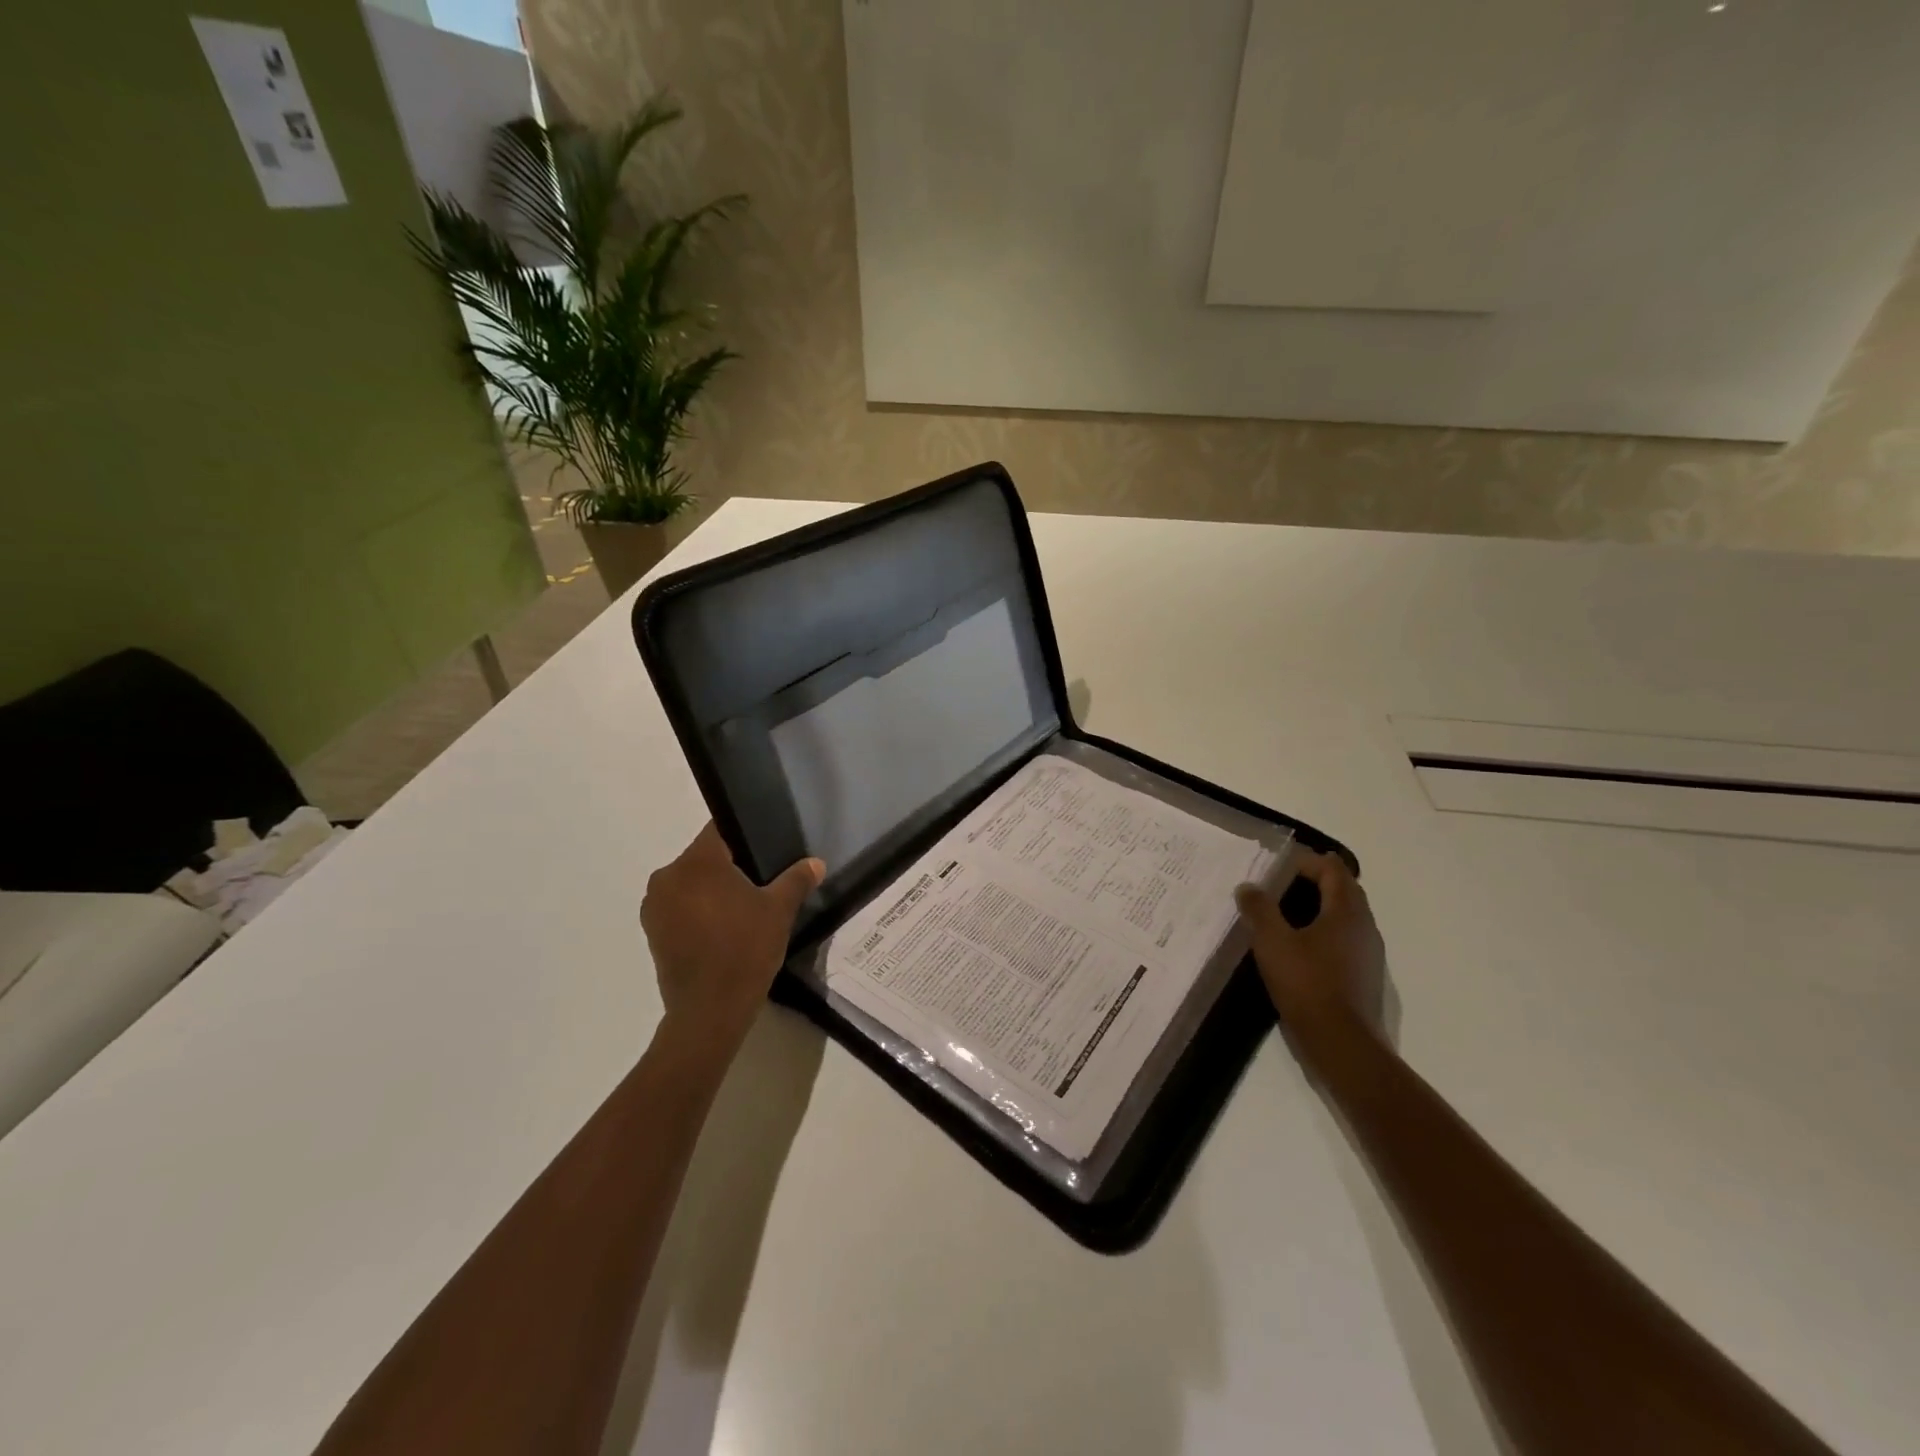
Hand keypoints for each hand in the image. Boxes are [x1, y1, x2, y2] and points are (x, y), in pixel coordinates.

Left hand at [641, 823, 824, 1048]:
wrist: (709, 1011)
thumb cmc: (745, 950)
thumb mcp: (779, 911)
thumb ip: (796, 880)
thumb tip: (815, 863)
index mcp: (697, 862)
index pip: (720, 829)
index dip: (744, 834)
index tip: (764, 848)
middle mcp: (667, 876)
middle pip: (704, 857)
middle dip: (729, 865)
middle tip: (761, 880)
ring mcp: (655, 906)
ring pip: (690, 883)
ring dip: (711, 890)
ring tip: (743, 908)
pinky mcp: (652, 932)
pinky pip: (679, 907)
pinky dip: (698, 911)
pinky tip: (723, 928)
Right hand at [1235, 850, 1386, 1040]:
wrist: (1342, 1044)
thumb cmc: (1307, 984)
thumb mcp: (1272, 942)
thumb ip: (1260, 909)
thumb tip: (1249, 887)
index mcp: (1347, 911)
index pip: (1333, 870)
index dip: (1307, 861)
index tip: (1278, 866)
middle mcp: (1364, 926)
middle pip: (1344, 890)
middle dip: (1314, 881)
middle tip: (1279, 884)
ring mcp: (1368, 953)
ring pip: (1345, 916)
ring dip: (1319, 907)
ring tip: (1284, 913)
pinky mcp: (1363, 976)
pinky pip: (1344, 939)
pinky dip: (1324, 931)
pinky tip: (1299, 947)